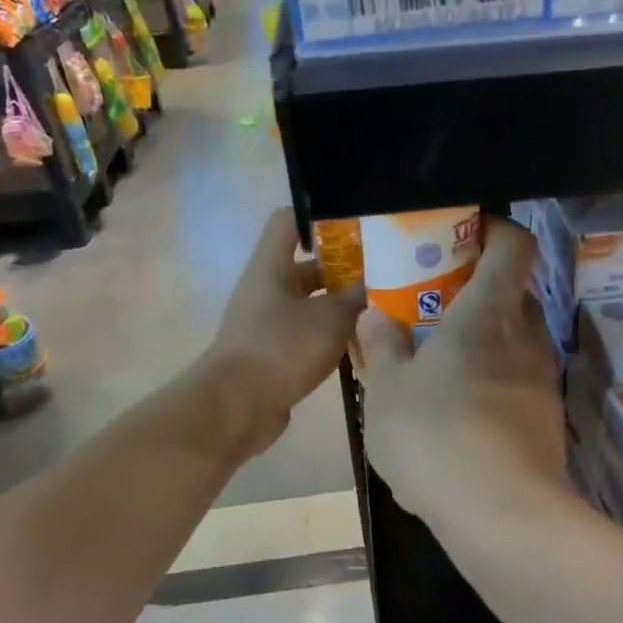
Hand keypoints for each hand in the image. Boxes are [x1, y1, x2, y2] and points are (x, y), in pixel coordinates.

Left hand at [203, 208, 363, 456]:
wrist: (237, 406)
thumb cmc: (282, 348)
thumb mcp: (330, 318)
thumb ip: (355, 297)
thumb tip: (375, 283)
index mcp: (271, 266)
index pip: (289, 221)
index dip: (320, 217)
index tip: (357, 226)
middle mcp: (267, 289)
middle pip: (308, 265)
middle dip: (345, 268)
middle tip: (385, 271)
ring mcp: (268, 323)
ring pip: (311, 303)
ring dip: (342, 305)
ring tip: (383, 307)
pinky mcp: (274, 353)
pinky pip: (307, 334)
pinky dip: (331, 335)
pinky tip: (363, 344)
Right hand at [356, 218, 567, 529]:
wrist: (500, 515)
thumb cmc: (434, 436)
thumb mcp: (386, 391)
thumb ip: (382, 346)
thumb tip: (377, 315)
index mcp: (488, 314)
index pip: (513, 246)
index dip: (494, 230)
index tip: (463, 235)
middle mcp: (525, 338)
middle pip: (513, 294)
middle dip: (479, 292)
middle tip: (436, 308)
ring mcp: (541, 381)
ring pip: (515, 343)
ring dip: (484, 343)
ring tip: (441, 368)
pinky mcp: (546, 420)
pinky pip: (517, 384)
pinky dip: (492, 384)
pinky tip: (459, 419)